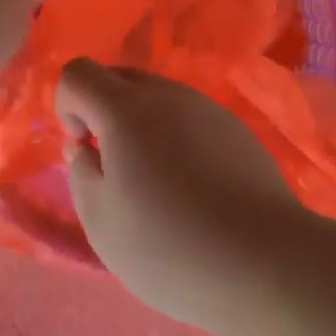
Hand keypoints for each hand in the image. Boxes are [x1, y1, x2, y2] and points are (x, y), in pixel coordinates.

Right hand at [57, 59, 306, 331]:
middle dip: (102, 110)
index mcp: (125, 109)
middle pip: (118, 77)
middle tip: (114, 167)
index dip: (67, 105)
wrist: (267, 262)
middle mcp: (166, 94)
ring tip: (157, 184)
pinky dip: (176, 137)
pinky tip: (195, 190)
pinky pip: (188, 117)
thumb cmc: (170, 247)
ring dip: (141, 124)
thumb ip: (81, 173)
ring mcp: (205, 108)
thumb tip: (82, 147)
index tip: (84, 149)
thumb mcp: (102, 223)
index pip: (78, 72)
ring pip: (156, 96)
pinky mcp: (235, 128)